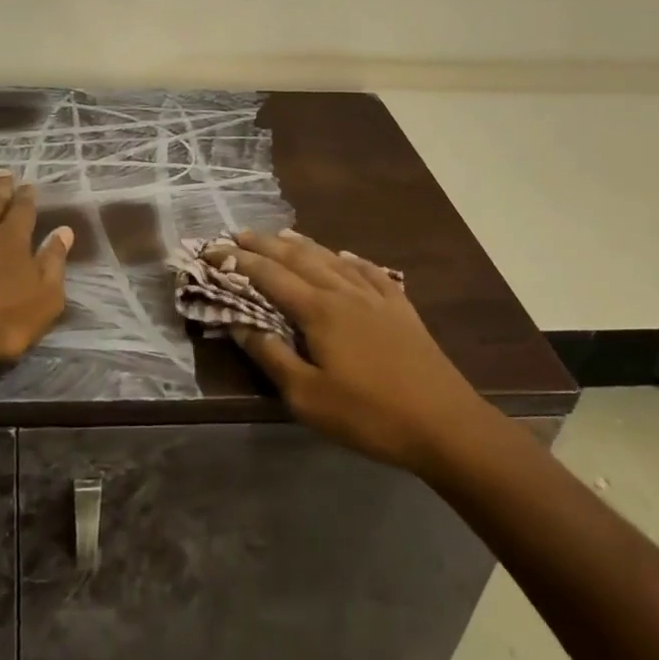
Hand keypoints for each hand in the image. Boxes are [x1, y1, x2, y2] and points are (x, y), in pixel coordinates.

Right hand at [219, 229, 481, 475]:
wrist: (446, 425)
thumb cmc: (370, 415)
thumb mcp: (308, 397)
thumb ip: (271, 356)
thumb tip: (238, 323)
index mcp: (318, 310)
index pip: (269, 276)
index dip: (238, 262)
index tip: (212, 251)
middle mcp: (344, 292)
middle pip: (298, 258)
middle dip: (265, 244)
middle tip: (239, 234)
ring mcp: (376, 297)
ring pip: (332, 259)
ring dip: (303, 245)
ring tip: (283, 235)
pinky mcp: (401, 309)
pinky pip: (370, 272)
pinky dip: (351, 259)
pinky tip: (346, 255)